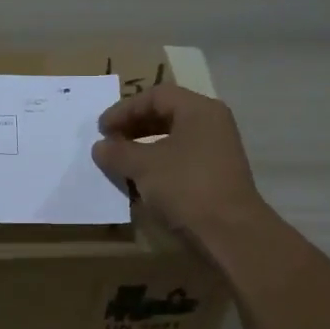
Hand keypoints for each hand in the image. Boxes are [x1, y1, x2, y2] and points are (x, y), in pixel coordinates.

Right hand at [92, 84, 269, 243]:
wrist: (230, 233)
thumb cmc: (186, 187)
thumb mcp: (144, 166)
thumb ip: (118, 152)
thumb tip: (100, 147)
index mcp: (199, 110)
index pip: (156, 96)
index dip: (125, 109)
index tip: (102, 129)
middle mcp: (212, 124)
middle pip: (166, 114)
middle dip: (133, 126)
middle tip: (109, 142)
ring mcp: (217, 151)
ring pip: (173, 139)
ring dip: (143, 147)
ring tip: (120, 161)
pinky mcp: (216, 176)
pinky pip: (181, 159)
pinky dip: (158, 164)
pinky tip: (140, 180)